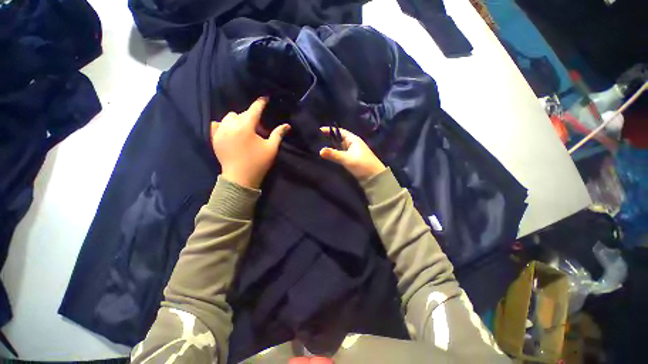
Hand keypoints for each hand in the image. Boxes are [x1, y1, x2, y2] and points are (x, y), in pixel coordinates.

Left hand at [211, 98, 290, 188]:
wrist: (240, 178)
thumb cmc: (258, 163)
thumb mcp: (271, 149)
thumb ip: (278, 134)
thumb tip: (287, 125)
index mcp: (246, 127)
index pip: (254, 110)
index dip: (261, 103)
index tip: (265, 98)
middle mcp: (230, 125)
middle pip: (242, 113)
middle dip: (251, 117)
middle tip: (258, 127)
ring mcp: (220, 132)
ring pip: (229, 117)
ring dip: (238, 119)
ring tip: (244, 129)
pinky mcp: (215, 138)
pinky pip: (217, 124)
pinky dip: (225, 125)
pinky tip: (231, 131)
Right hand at [319, 127, 385, 179]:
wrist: (375, 178)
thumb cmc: (362, 165)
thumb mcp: (347, 159)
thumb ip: (334, 155)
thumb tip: (320, 150)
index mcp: (353, 140)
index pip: (340, 131)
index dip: (329, 130)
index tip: (318, 130)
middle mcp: (353, 144)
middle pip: (339, 139)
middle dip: (329, 140)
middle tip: (316, 141)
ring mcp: (353, 152)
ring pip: (340, 148)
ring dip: (331, 148)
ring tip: (319, 148)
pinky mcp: (352, 160)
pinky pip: (341, 155)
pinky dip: (335, 155)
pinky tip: (328, 157)